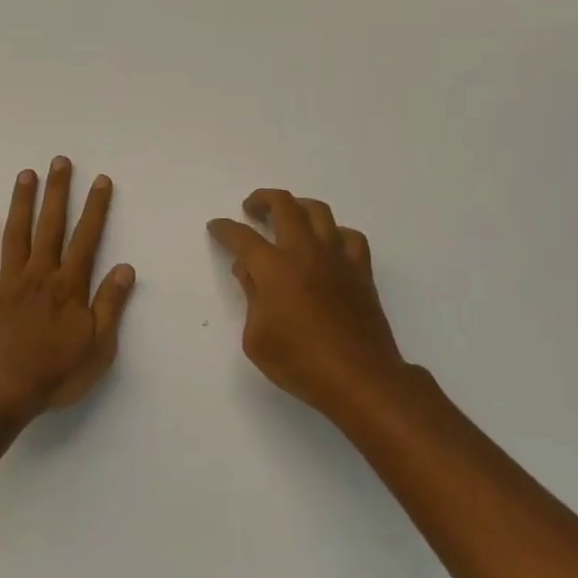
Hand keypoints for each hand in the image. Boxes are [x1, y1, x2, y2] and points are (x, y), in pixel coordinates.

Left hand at [0, 157, 135, 421]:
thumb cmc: (53, 373)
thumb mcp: (97, 347)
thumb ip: (110, 305)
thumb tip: (126, 268)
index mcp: (69, 286)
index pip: (87, 239)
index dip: (95, 208)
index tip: (100, 180)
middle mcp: (39, 275)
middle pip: (51, 226)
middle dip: (57, 192)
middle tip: (59, 161)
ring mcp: (8, 282)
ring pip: (16, 234)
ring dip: (22, 202)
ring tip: (26, 174)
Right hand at [207, 190, 414, 419]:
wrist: (359, 377)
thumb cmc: (300, 362)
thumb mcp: (257, 338)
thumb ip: (251, 297)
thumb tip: (248, 271)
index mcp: (274, 268)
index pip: (242, 237)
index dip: (224, 229)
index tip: (216, 226)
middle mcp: (305, 251)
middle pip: (283, 205)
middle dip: (262, 199)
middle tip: (251, 208)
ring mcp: (337, 257)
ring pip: (319, 211)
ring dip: (298, 206)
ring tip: (289, 216)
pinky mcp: (361, 270)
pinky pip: (350, 236)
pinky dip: (335, 233)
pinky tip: (328, 245)